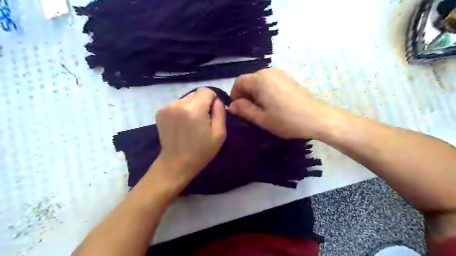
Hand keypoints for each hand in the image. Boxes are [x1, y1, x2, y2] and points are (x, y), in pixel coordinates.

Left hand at [155, 88, 225, 189]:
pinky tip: (181, 125)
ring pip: (186, 99)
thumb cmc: (201, 151)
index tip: (212, 113)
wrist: (176, 164)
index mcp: (194, 109)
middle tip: (202, 121)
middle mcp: (179, 104)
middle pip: (196, 94)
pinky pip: (177, 104)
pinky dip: (182, 111)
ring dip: (191, 107)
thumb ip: (220, 112)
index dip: (212, 100)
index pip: (206, 91)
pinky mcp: (160, 112)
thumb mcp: (219, 134)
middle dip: (202, 104)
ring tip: (190, 124)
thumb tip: (217, 100)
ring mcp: (167, 107)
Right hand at [230, 67, 333, 137]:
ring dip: (255, 94)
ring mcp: (280, 73)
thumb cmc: (286, 120)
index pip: (238, 83)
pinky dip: (265, 91)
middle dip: (245, 95)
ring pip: (259, 81)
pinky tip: (273, 104)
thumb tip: (231, 105)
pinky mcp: (288, 78)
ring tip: (262, 109)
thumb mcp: (261, 118)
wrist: (316, 117)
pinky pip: (270, 82)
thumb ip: (244, 109)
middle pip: (249, 81)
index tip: (238, 110)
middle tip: (250, 112)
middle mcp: (268, 72)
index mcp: (259, 80)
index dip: (235, 96)